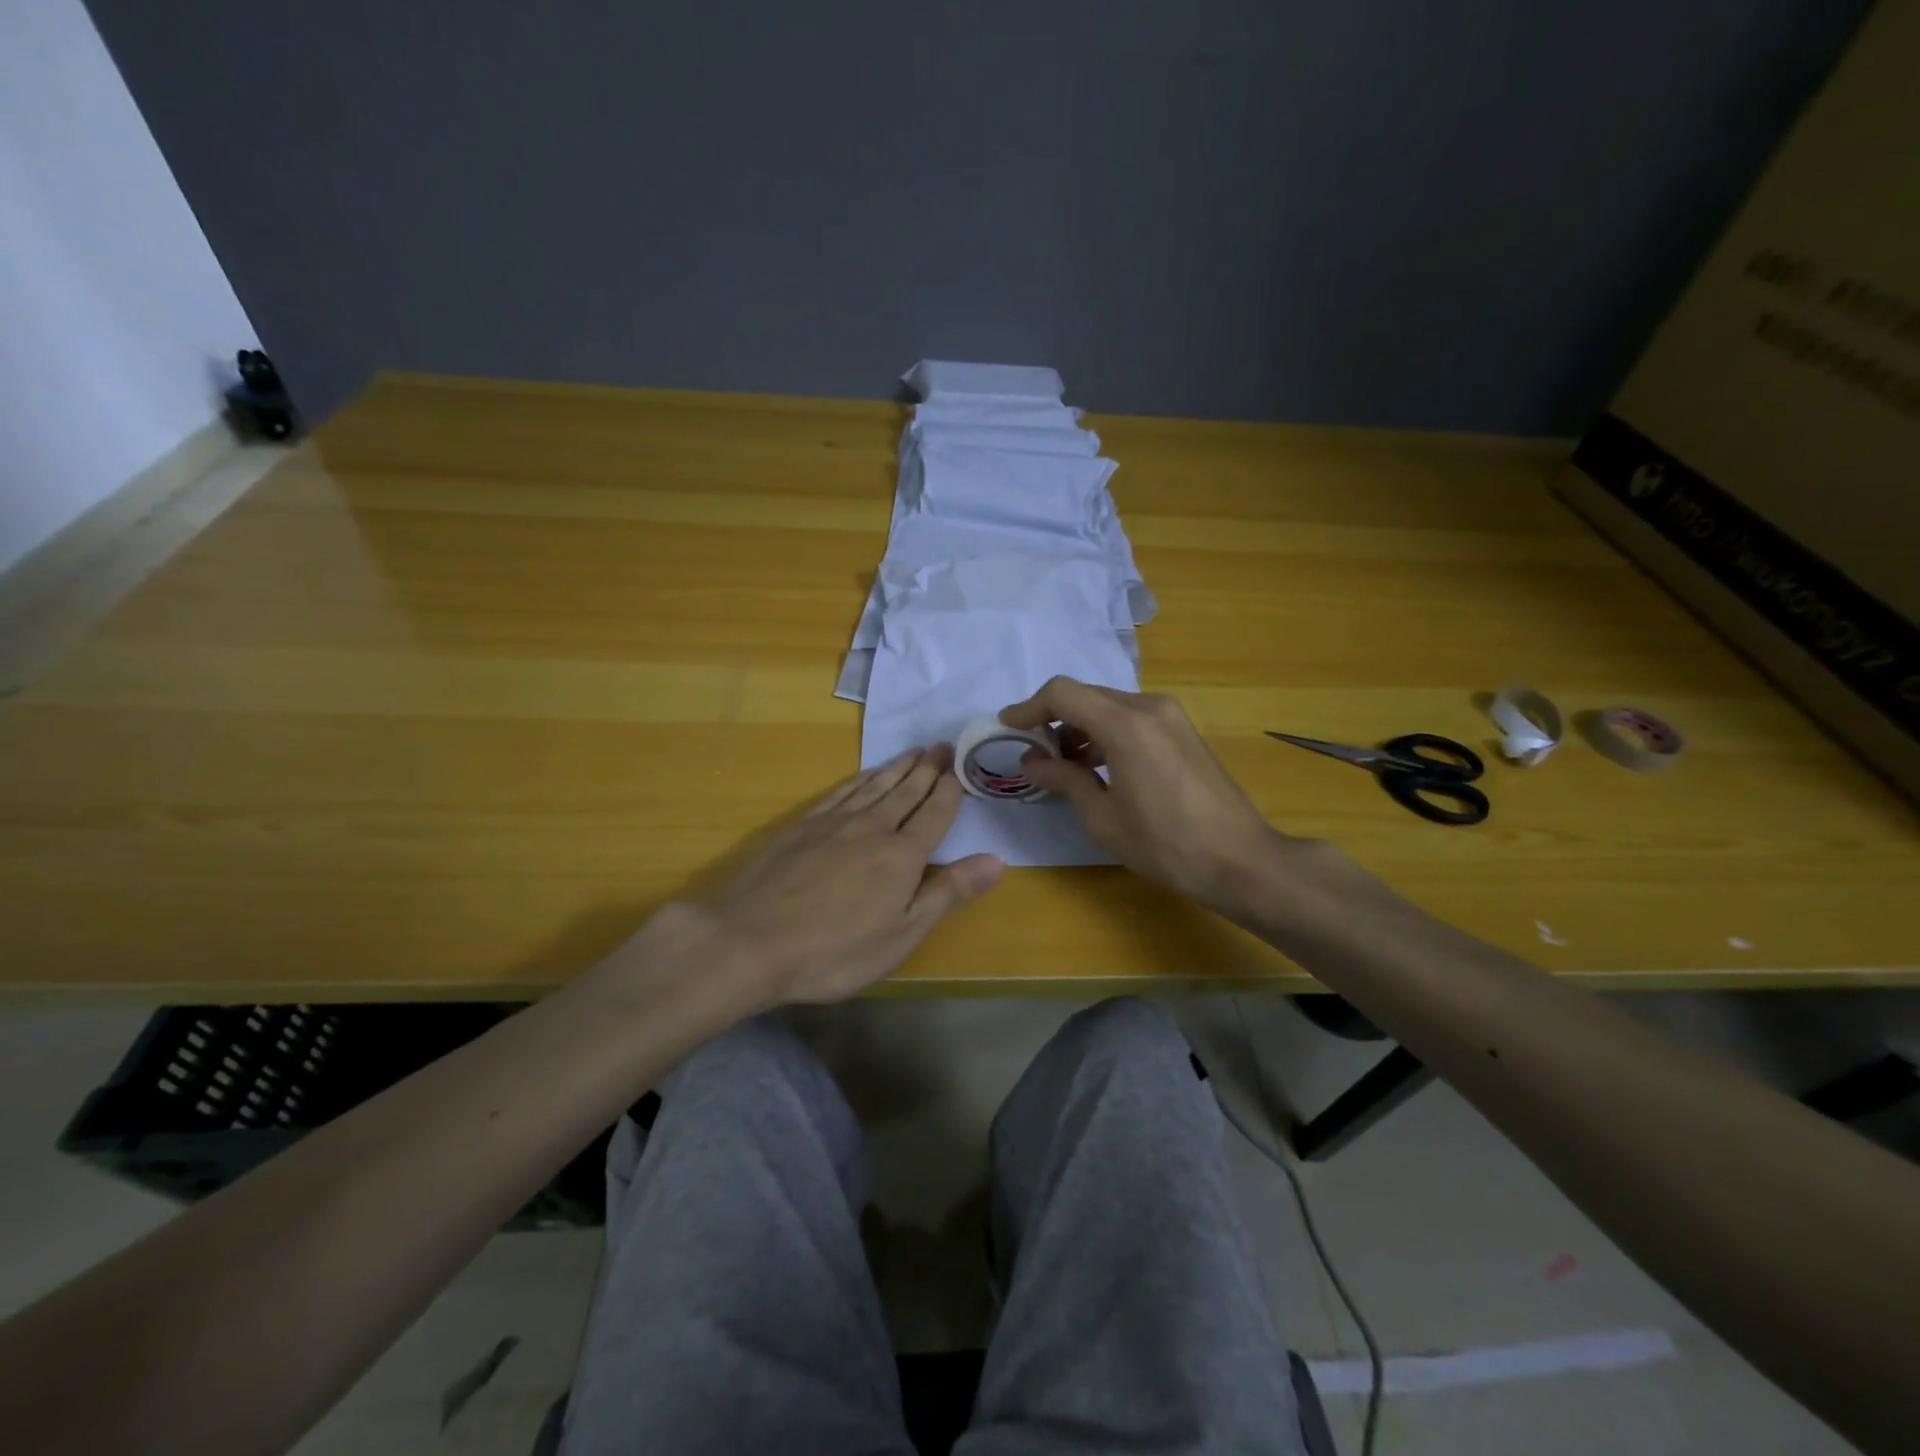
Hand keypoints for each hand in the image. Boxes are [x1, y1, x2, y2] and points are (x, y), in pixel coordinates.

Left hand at [691, 745, 1003, 1003]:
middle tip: (942, 745)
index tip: (960, 766)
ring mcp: (834, 823)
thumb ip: (949, 893)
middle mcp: (873, 828)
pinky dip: (859, 779)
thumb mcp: (902, 934)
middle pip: (906, 791)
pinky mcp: (802, 826)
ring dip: (897, 767)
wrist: (751, 940)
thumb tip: (998, 860)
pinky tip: (864, 775)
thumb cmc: (835, 950)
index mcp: (903, 856)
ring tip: (914, 752)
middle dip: (928, 769)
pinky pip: (841, 791)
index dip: (949, 789)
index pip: (934, 813)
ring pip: (875, 785)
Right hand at [1000, 678, 1310, 921]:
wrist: (1240, 860)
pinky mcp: (1181, 730)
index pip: (1062, 693)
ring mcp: (1170, 716)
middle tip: (1033, 754)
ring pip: (1108, 706)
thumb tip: (1032, 762)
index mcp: (1125, 725)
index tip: (1008, 727)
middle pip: (1085, 696)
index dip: (1029, 707)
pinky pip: (1130, 718)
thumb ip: (1064, 780)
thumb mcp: (1103, 818)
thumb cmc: (1166, 845)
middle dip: (1053, 719)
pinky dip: (1105, 733)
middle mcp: (1148, 707)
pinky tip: (1096, 767)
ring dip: (1079, 727)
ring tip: (1062, 766)